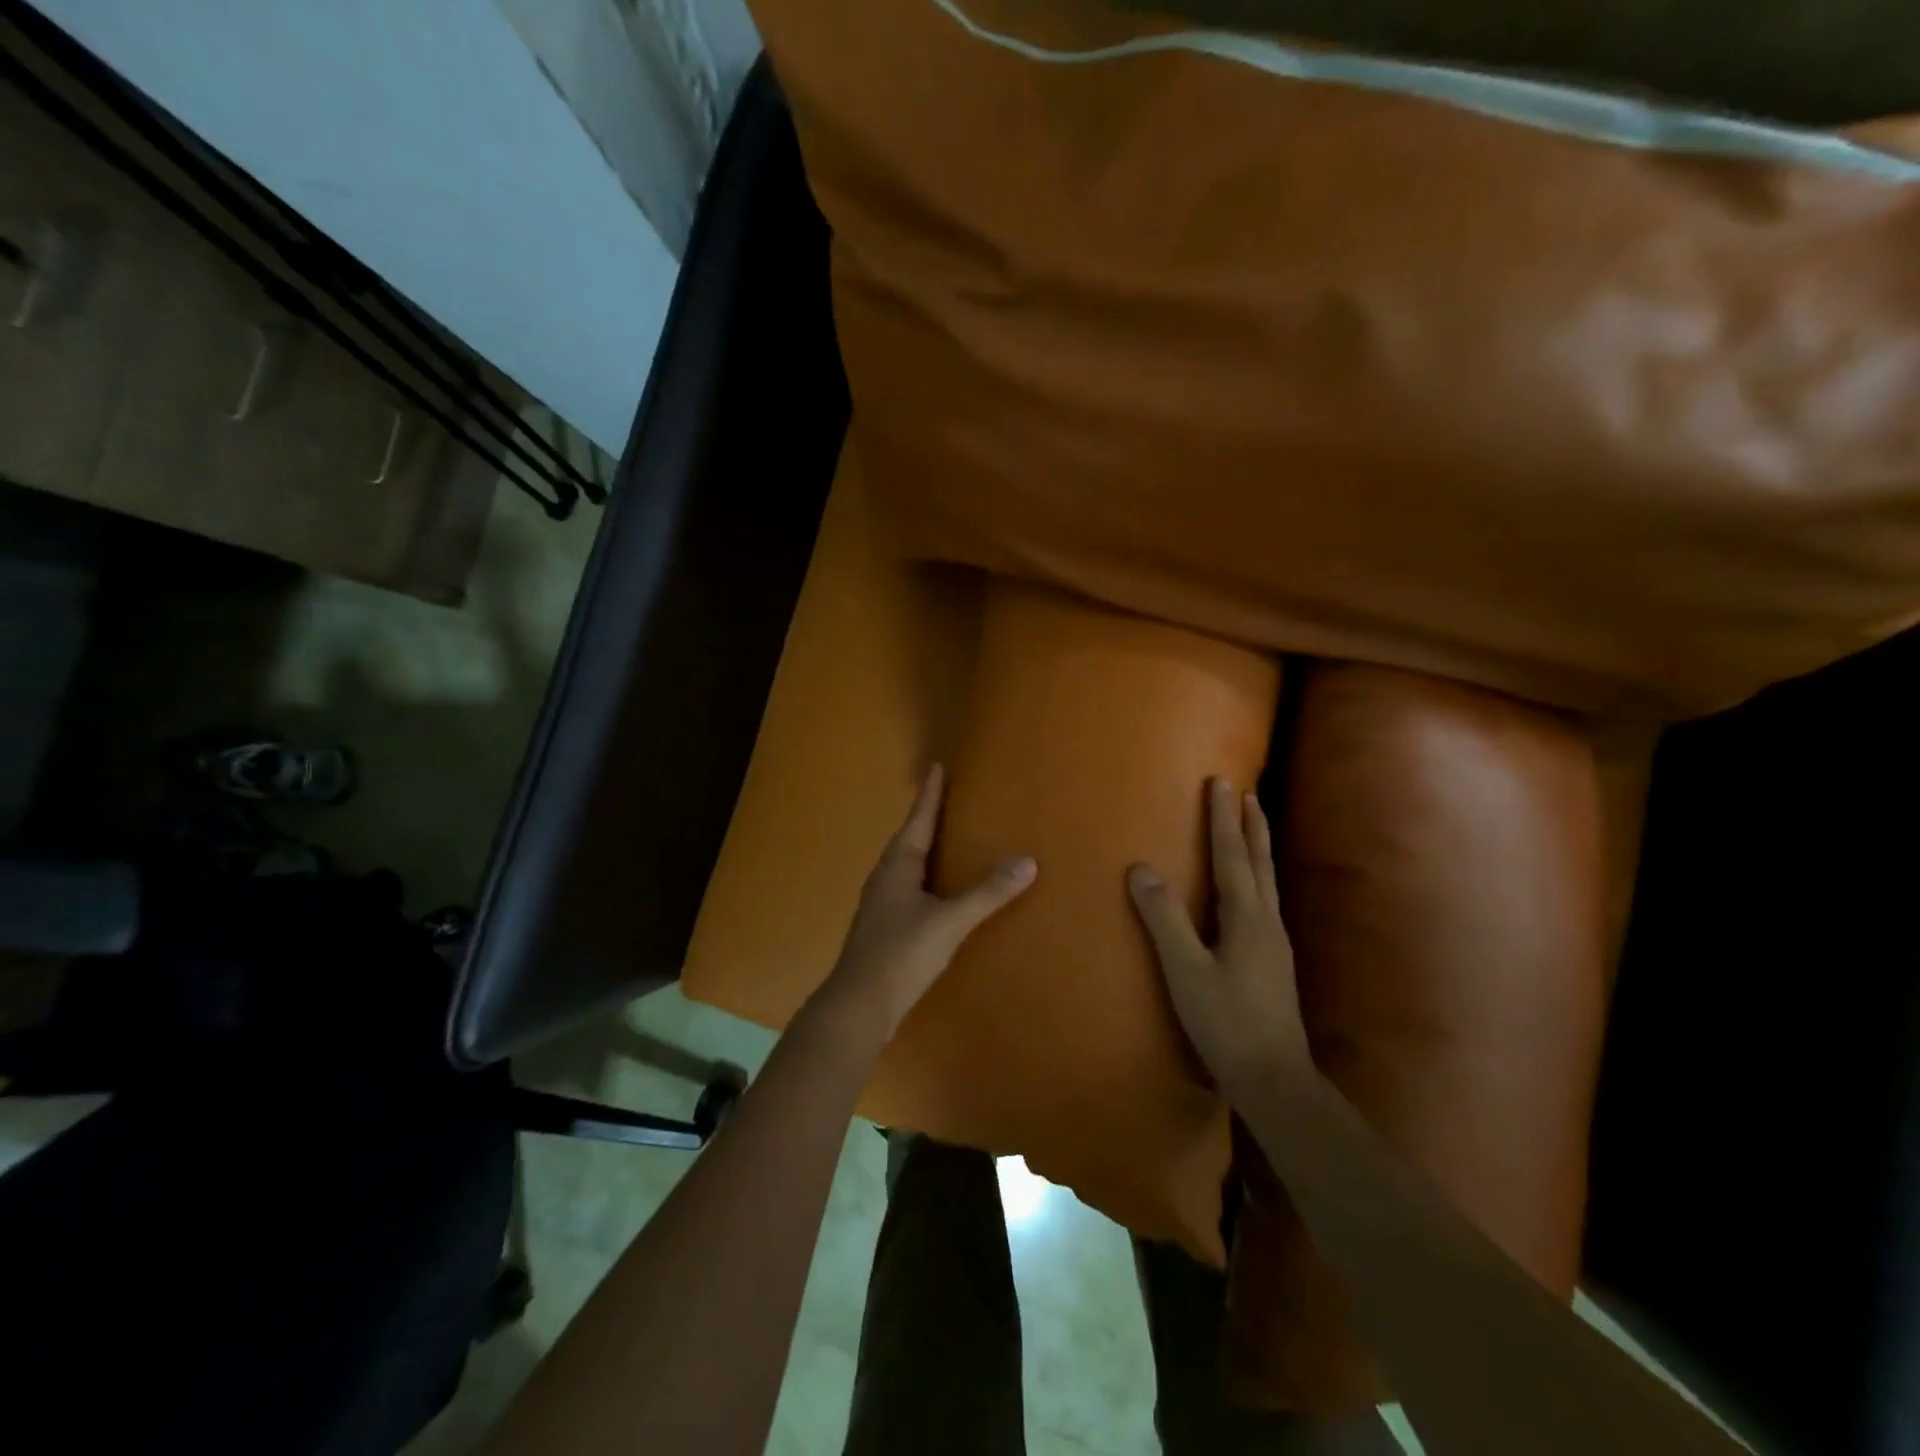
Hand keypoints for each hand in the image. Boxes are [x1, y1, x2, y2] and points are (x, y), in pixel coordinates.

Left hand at [813, 764, 1036, 1044]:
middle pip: (906, 839)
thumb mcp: (950, 921)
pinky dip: (920, 878)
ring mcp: (878, 904)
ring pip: (902, 865)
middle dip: (924, 818)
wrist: (858, 1004)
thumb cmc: (902, 954)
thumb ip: (988, 893)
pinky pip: (903, 888)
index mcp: (898, 866)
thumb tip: (1028, 862)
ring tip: (939, 840)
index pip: (918, 820)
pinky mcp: (880, 928)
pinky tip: (930, 893)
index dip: (930, 794)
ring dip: (920, 848)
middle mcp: (884, 877)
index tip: (936, 767)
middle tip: (942, 799)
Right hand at [1128, 777, 1310, 1100]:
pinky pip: (1265, 901)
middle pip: (1259, 862)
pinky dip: (1257, 876)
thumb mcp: (1186, 970)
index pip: (1231, 855)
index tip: (1221, 782)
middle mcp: (1267, 921)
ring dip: (1257, 848)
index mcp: (1246, 917)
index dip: (1222, 818)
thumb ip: (1164, 918)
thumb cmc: (1226, 1022)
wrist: (1274, 1079)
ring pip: (1267, 881)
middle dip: (1250, 825)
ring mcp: (1275, 942)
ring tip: (1251, 827)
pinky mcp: (1274, 961)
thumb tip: (1142, 868)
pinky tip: (1251, 891)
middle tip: (1245, 793)